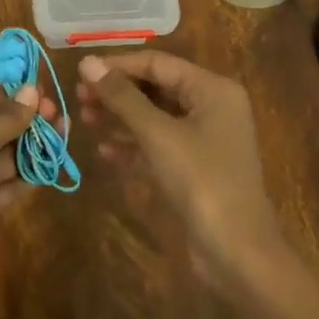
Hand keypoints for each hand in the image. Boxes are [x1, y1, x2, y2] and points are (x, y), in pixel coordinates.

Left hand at [0, 88, 62, 292]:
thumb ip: (5, 117)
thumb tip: (32, 90)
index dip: (6, 100)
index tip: (38, 90)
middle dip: (21, 123)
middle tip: (56, 111)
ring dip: (29, 148)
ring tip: (62, 131)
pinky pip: (5, 187)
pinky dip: (26, 175)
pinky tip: (51, 162)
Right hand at [76, 51, 285, 291]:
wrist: (239, 255)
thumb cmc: (202, 182)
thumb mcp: (157, 135)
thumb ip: (121, 97)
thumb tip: (86, 63)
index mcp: (212, 89)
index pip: (157, 63)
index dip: (117, 65)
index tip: (81, 73)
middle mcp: (211, 106)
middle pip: (155, 87)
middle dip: (117, 92)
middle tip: (79, 98)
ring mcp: (204, 138)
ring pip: (154, 115)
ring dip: (120, 117)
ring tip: (85, 120)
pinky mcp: (195, 166)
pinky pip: (159, 142)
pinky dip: (133, 144)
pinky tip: (104, 151)